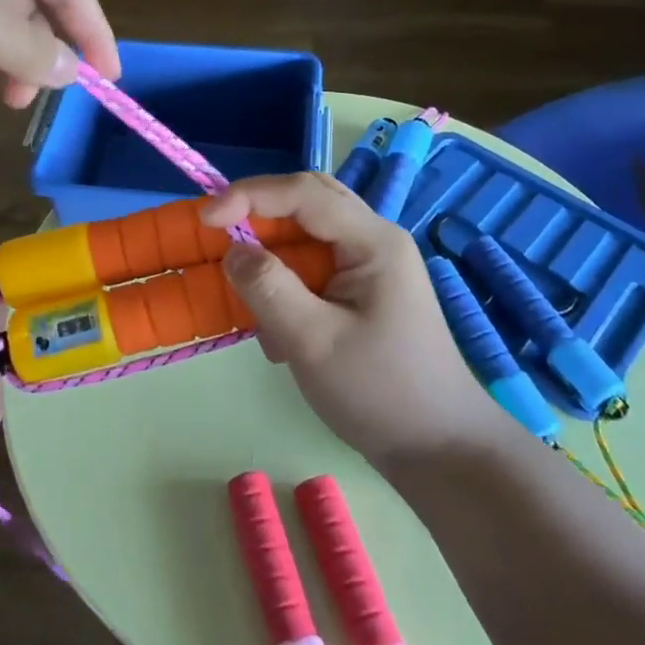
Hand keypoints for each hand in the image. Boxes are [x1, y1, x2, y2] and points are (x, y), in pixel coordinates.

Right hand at [201, 172, 498, 467]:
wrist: (439, 450)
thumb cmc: (380, 393)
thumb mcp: (314, 342)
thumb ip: (268, 288)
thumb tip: (232, 249)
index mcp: (373, 241)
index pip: (303, 193)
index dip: (249, 196)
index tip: (205, 220)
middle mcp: (374, 240)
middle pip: (307, 201)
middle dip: (259, 214)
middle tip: (218, 234)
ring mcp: (370, 265)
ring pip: (307, 232)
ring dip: (271, 254)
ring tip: (249, 295)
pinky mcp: (361, 290)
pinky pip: (312, 264)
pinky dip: (285, 283)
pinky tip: (279, 331)